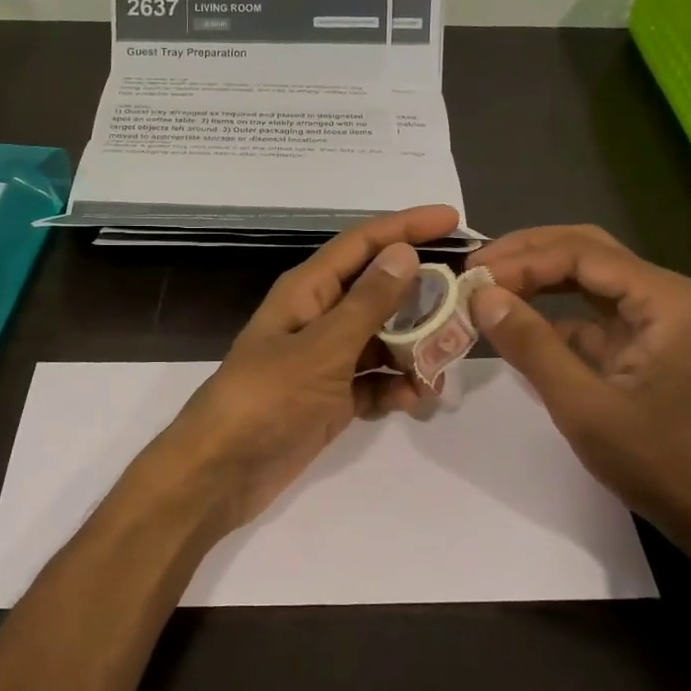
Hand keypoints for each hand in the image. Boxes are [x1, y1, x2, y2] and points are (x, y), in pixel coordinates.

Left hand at [136, 205, 461, 534]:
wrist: (222, 471)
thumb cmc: (268, 398)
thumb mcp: (322, 347)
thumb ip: (367, 303)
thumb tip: (405, 252)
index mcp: (308, 291)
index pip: (363, 243)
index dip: (406, 226)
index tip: (454, 219)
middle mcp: (318, 318)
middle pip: (379, 292)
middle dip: (423, 297)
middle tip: (467, 304)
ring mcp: (325, 361)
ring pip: (382, 341)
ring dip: (414, 351)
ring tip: (441, 369)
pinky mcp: (331, 398)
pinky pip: (374, 382)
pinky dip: (394, 388)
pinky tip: (413, 401)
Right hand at [467, 225, 690, 590]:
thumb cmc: (660, 461)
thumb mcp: (585, 406)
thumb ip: (532, 345)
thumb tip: (481, 295)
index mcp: (664, 298)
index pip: (581, 253)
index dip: (522, 260)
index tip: (472, 278)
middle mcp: (663, 295)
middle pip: (586, 251)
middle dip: (528, 254)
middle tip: (474, 267)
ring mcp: (655, 320)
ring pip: (587, 277)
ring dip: (537, 278)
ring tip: (486, 285)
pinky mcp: (642, 345)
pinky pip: (590, 313)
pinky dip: (551, 312)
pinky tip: (515, 323)